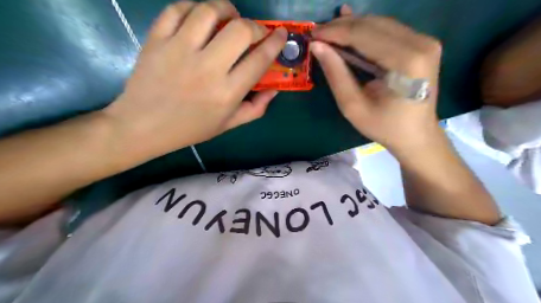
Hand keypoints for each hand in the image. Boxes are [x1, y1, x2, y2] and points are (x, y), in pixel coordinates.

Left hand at [102, 1, 286, 161]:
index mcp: (227, 93)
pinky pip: (177, 9)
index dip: (275, 43)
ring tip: (230, 16)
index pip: (260, 59)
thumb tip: (275, 89)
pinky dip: (193, 6)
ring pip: (209, 11)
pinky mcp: (156, 40)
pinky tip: (200, 16)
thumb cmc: (190, 129)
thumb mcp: (228, 125)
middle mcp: (207, 68)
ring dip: (226, 8)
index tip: (281, 34)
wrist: (143, 126)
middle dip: (255, 26)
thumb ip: (256, 108)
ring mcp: (179, 50)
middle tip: (254, 32)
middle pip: (240, 30)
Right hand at [309, 4, 443, 153]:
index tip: (312, 34)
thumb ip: (336, 74)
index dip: (334, 32)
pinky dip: (366, 29)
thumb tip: (317, 47)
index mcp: (405, 61)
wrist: (416, 134)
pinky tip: (349, 24)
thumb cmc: (384, 126)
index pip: (363, 35)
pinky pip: (388, 29)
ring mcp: (424, 41)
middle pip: (372, 24)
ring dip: (352, 26)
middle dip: (341, 27)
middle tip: (317, 33)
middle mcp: (420, 43)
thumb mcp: (353, 106)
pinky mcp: (422, 43)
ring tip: (328, 32)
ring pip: (379, 23)